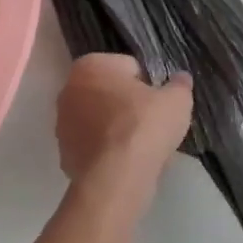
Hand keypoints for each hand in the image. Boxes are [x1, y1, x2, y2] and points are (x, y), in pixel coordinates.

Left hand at [56, 54, 192, 197]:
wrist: (117, 177)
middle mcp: (68, 90)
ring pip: (99, 121)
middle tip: (151, 122)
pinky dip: (108, 151)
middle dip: (128, 104)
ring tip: (142, 146)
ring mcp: (62, 126)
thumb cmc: (144, 125)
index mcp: (91, 66)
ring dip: (116, 128)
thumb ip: (179, 84)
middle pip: (109, 93)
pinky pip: (94, 147)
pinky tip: (127, 163)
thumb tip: (181, 79)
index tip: (159, 101)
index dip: (148, 84)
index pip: (127, 67)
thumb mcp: (177, 99)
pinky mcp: (64, 156)